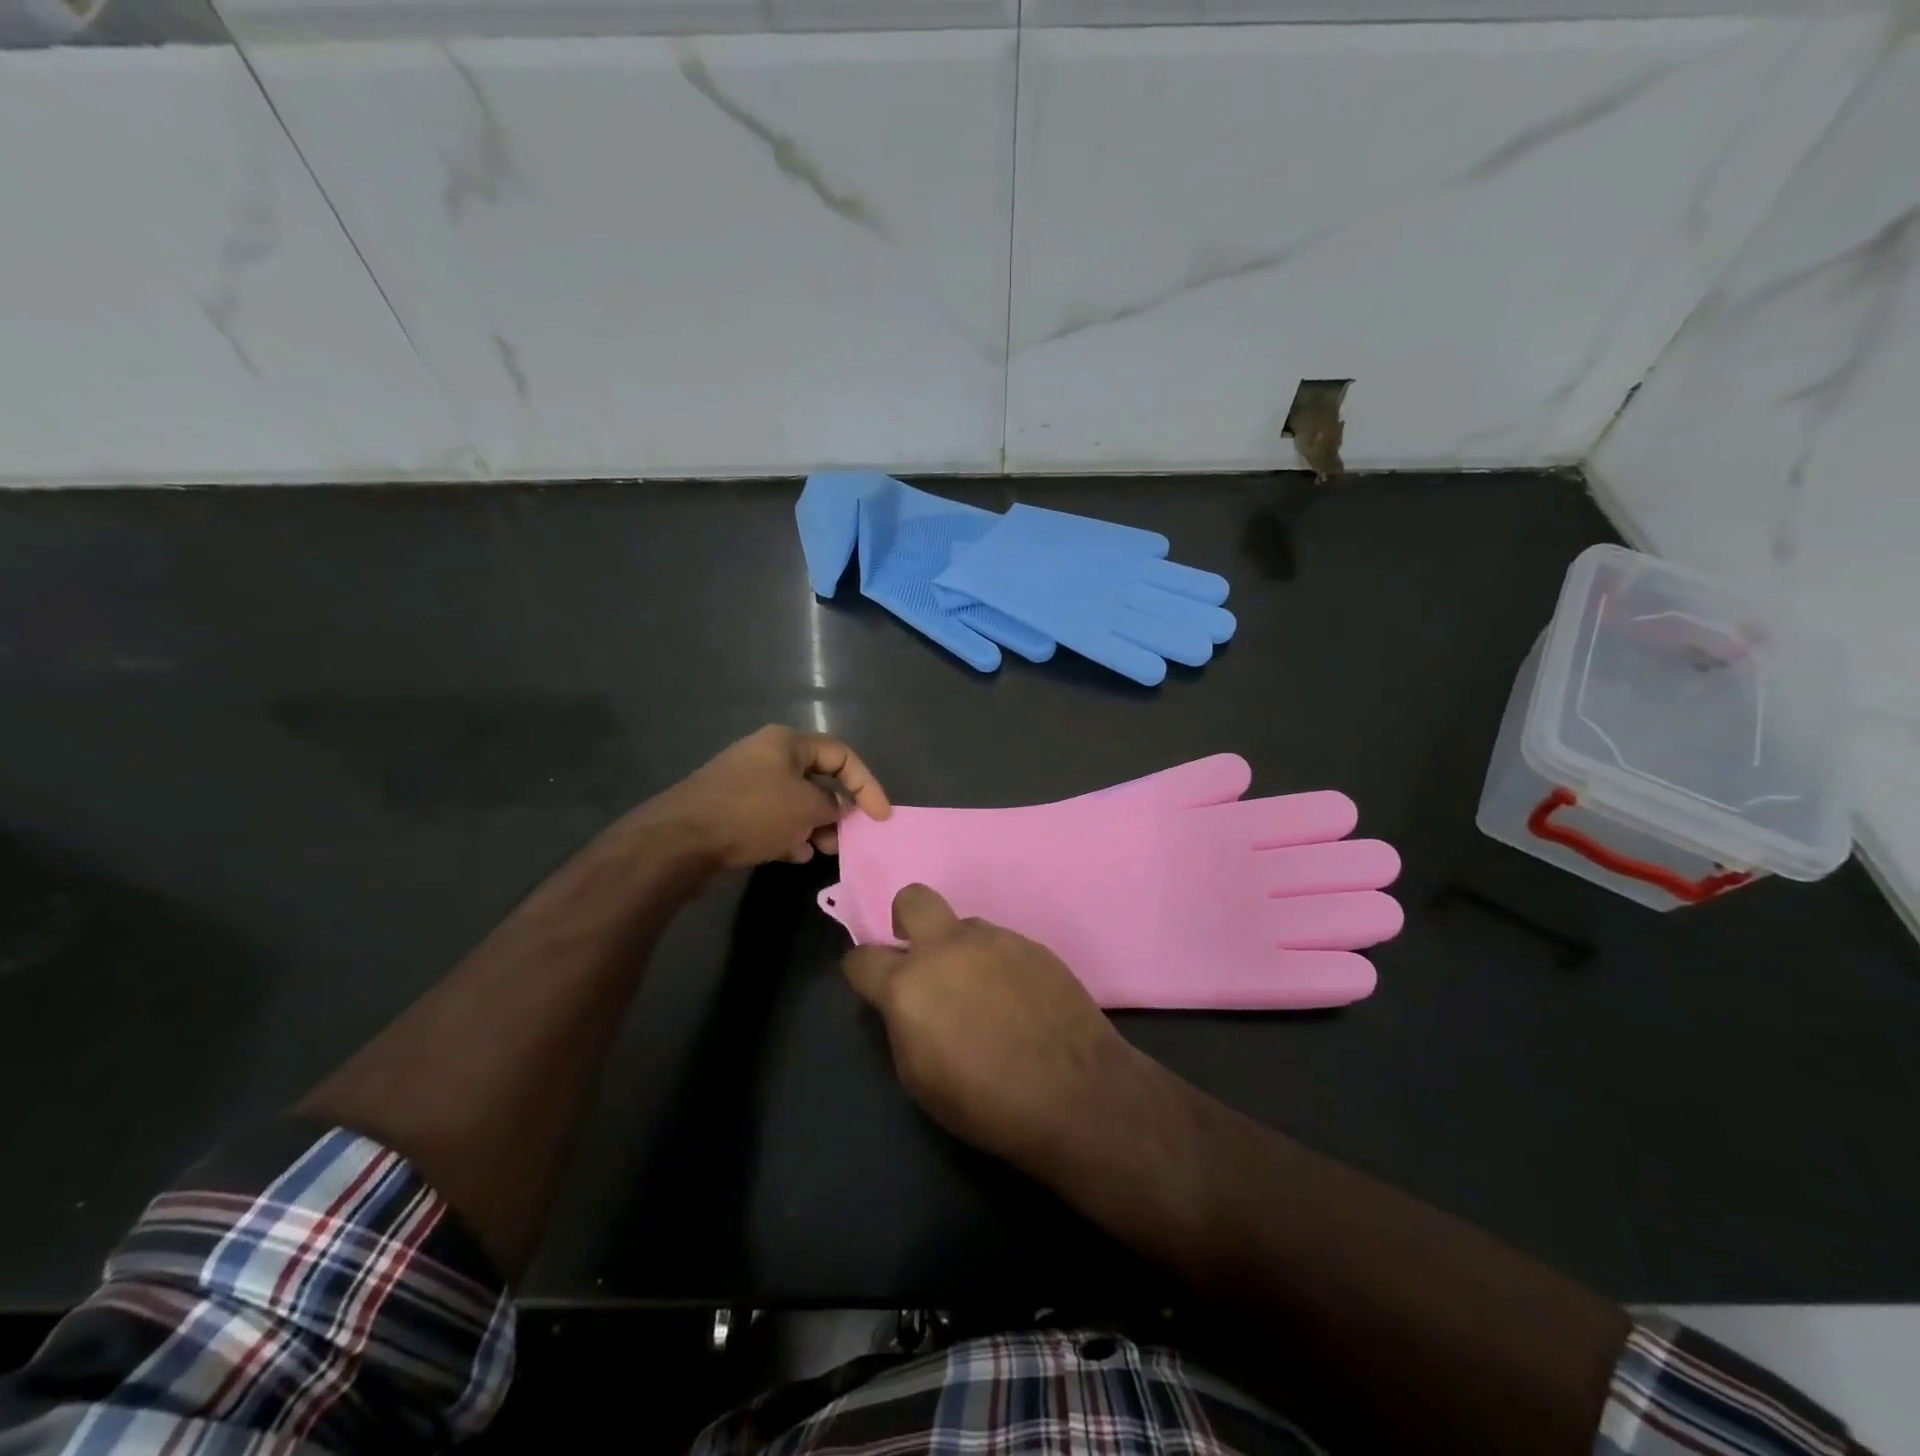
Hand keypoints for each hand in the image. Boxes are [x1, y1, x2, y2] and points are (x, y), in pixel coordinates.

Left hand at [649, 725, 889, 870]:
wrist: (680, 840)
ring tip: (824, 848)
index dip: (867, 784)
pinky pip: (773, 818)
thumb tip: (839, 811)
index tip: (880, 817)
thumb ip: (834, 807)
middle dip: (838, 810)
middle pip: (818, 779)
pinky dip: (789, 833)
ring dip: (815, 825)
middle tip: (849, 836)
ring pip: (796, 802)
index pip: (841, 755)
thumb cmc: (752, 813)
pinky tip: (796, 854)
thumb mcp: (806, 808)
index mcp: (786, 742)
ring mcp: (747, 783)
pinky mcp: (732, 809)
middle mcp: (767, 756)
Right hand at [842, 884, 1142, 1170]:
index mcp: (909, 984)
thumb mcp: (920, 1078)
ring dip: (960, 951)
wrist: (1076, 1092)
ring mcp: (995, 940)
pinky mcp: (1033, 944)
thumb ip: (904, 1025)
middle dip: (905, 919)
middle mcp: (948, 948)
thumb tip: (908, 1003)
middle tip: (919, 956)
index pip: (862, 958)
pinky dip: (997, 965)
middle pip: (913, 899)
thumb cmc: (986, 1101)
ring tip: (983, 995)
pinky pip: (1000, 944)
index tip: (870, 985)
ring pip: (963, 926)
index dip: (860, 971)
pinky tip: (1016, 1000)